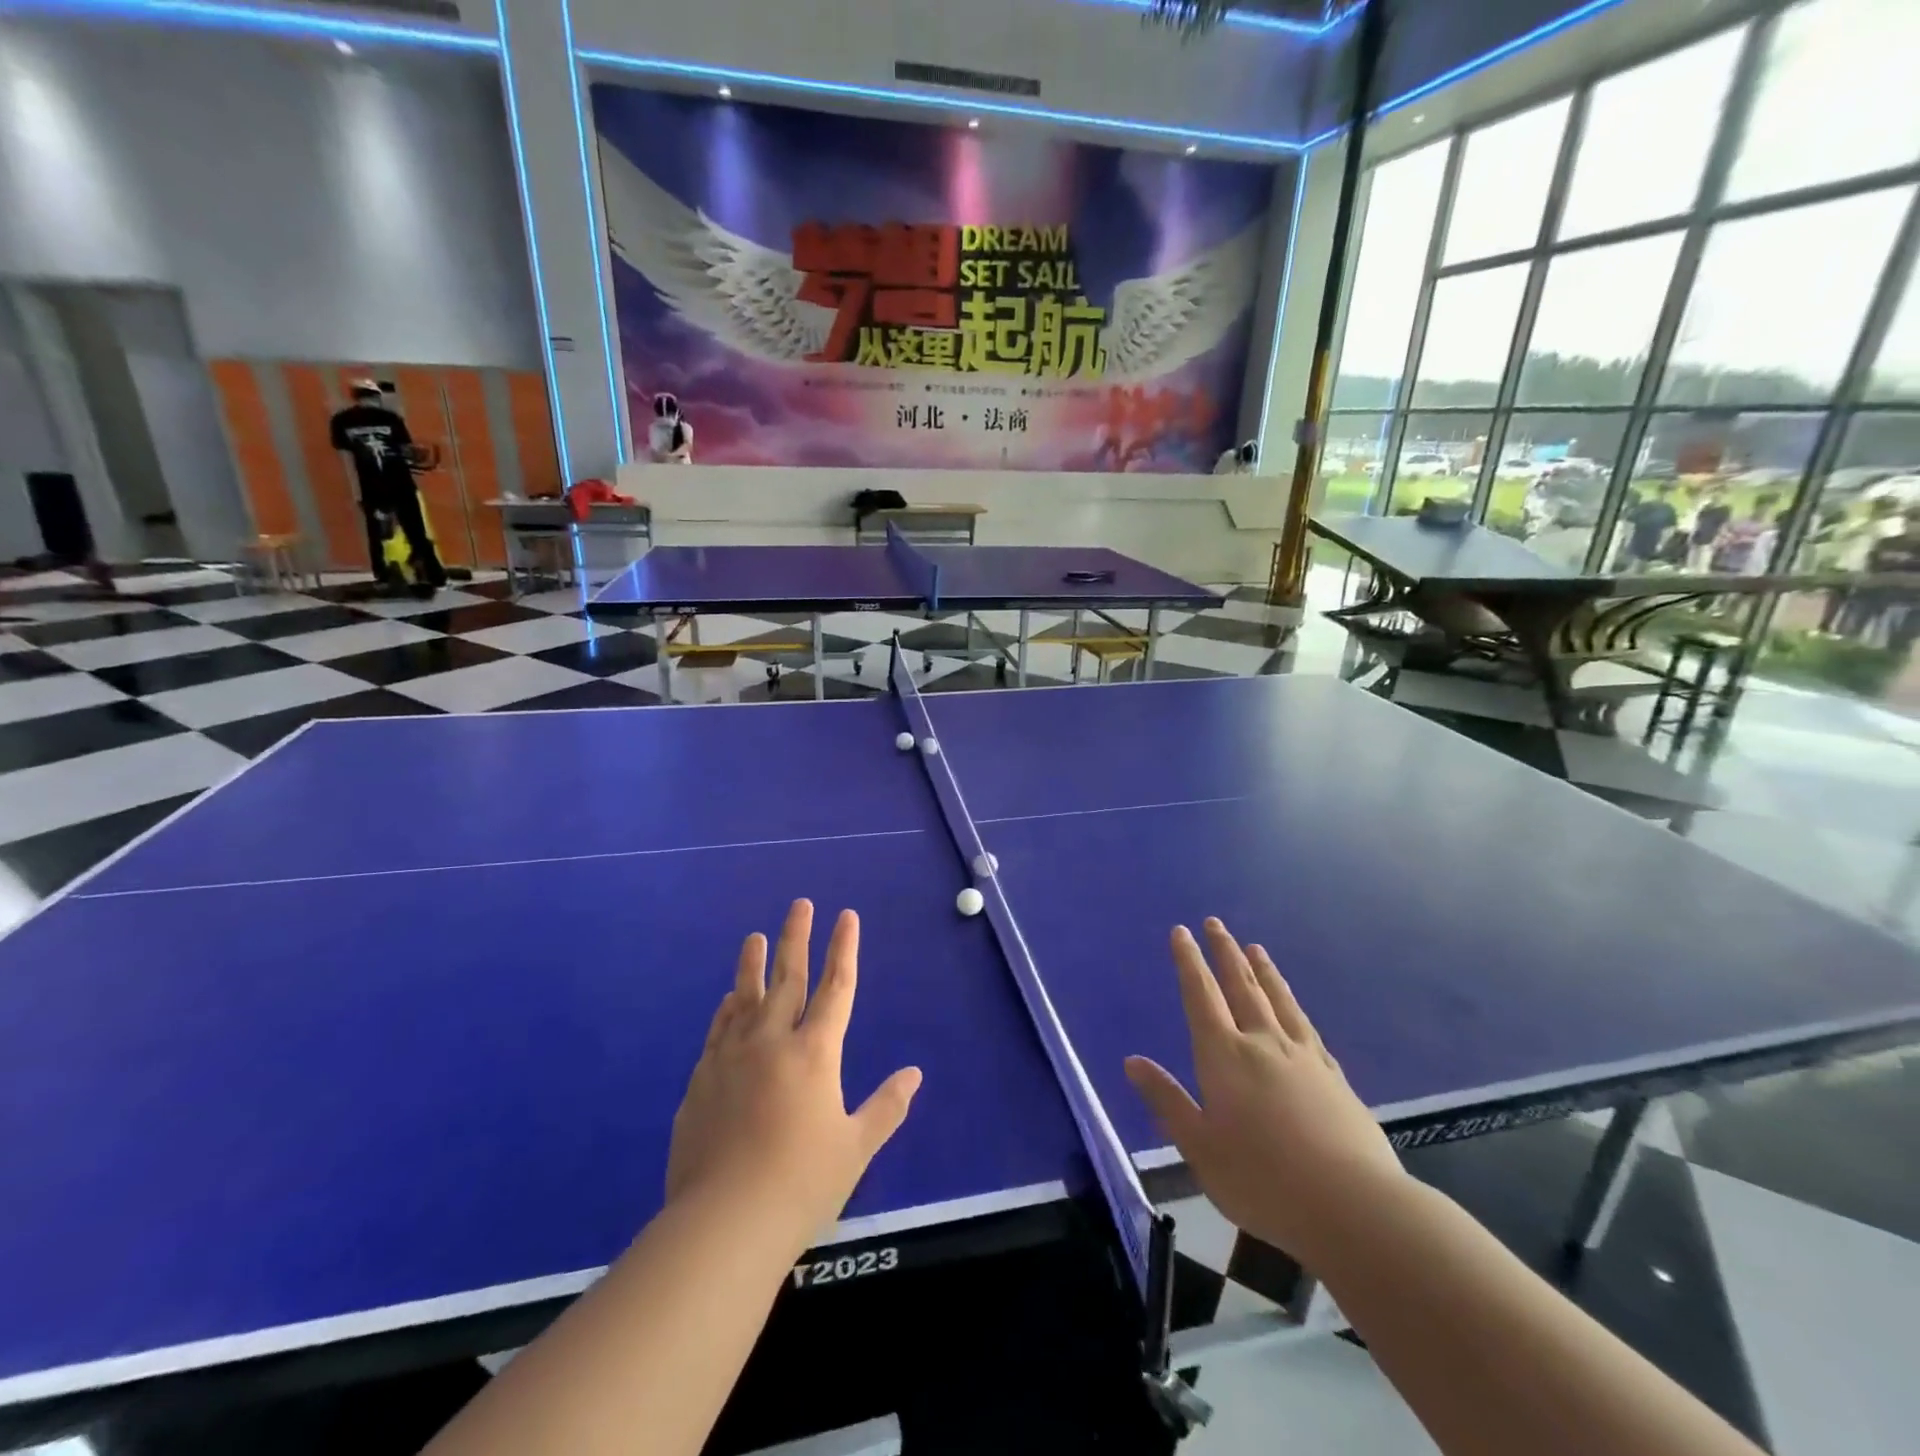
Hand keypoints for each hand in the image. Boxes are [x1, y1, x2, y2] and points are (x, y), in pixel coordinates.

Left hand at [666, 901, 921, 1246]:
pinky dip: (727, 1009)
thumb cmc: (801, 1184)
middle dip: (797, 937)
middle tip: (800, 904)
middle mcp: (773, 1041)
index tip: (846, 916)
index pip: (836, 987)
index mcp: (815, 1052)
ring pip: (745, 996)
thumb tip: (915, 1074)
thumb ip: (887, 1107)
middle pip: (788, 977)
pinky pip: (718, 1031)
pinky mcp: (702, 1080)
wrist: (723, 1224)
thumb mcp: (855, 1148)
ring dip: (753, 964)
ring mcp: (732, 1057)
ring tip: (755, 937)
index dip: (843, 949)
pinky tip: (728, 1000)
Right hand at [1125, 919, 1404, 1264]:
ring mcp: (1303, 1057)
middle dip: (1224, 952)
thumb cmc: (1263, 1180)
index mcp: (1225, 1056)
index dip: (1189, 962)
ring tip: (1254, 948)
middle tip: (1216, 923)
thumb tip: (1132, 1062)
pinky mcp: (1334, 1077)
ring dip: (1263, 971)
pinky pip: (1307, 1026)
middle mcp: (1263, 1043)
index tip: (1181, 932)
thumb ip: (1167, 1101)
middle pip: (1240, 986)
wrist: (1354, 1207)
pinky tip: (1294, 1007)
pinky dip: (1294, 1005)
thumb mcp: (1200, 1147)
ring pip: (1278, 1000)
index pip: (1201, 996)